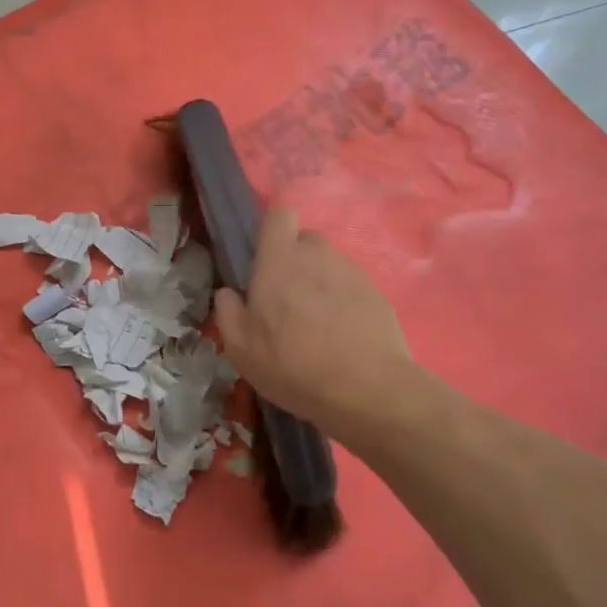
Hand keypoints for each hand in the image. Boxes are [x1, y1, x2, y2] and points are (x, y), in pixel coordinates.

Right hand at [214, 206, 418, 446]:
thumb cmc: (293, 366)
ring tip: (318, 324)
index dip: (272, 232)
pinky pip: (353, 287)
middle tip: (288, 299)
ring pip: (330, 264)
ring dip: (321, 283)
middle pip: (306, 240)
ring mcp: (353, 273)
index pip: (279, 216)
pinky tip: (344, 336)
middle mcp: (318, 256)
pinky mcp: (378, 294)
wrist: (367, 391)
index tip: (265, 260)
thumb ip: (228, 313)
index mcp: (280, 261)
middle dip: (296, 260)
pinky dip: (346, 303)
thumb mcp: (241, 349)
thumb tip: (229, 293)